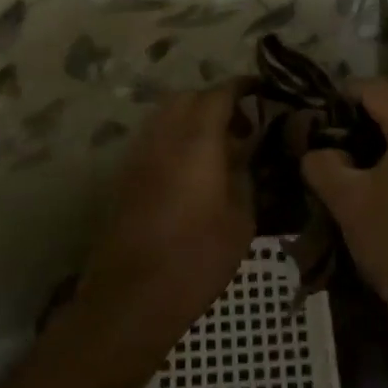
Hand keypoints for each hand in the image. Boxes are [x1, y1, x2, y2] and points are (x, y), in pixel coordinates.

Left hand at [82, 81, 256, 345]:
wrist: (132, 298)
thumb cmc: (196, 260)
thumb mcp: (241, 220)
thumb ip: (245, 176)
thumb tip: (246, 153)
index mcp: (196, 141)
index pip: (219, 94)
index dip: (242, 88)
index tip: (262, 93)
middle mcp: (162, 137)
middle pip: (187, 98)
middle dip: (215, 102)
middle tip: (241, 127)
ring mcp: (138, 155)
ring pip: (165, 117)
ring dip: (191, 120)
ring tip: (218, 149)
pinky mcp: (125, 176)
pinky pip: (153, 140)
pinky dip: (174, 140)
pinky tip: (192, 171)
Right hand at [300, 79, 387, 359]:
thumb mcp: (347, 201)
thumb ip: (322, 163)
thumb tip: (316, 150)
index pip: (374, 88)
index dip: (339, 95)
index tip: (312, 115)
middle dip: (353, 120)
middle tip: (321, 142)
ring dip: (372, 142)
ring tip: (340, 166)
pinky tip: (370, 185)